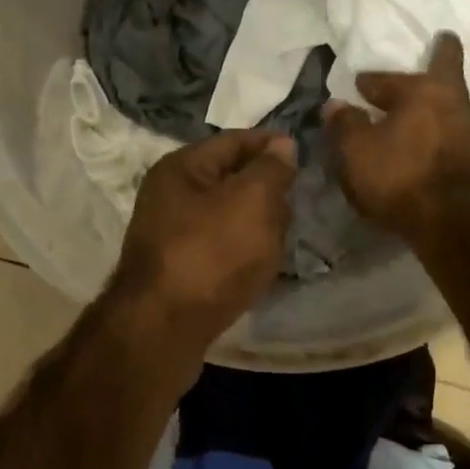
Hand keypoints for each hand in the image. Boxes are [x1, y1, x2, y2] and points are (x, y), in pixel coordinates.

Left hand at [108, 129, 296, 348]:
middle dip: (266, 188)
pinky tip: (260, 264)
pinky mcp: (178, 271)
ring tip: (283, 236)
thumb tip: (281, 146)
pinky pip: (219, 249)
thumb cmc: (212, 254)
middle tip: (297, 203)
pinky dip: (242, 251)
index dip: (271, 145)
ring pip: (226, 217)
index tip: (305, 156)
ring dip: (255, 223)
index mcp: (181, 167)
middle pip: (229, 179)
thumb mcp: (252, 201)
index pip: (235, 141)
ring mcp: (170, 236)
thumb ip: (271, 169)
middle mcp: (169, 196)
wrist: (164, 327)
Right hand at [324, 32, 469, 243]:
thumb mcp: (358, 152)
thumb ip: (344, 125)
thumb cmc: (402, 177)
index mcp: (424, 89)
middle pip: (443, 75)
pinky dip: (440, 135)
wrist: (457, 221)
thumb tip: (335, 104)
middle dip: (436, 62)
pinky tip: (428, 147)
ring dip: (434, 107)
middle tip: (435, 48)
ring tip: (417, 114)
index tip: (359, 84)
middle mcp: (455, 101)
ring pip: (450, 107)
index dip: (371, 81)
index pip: (390, 77)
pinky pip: (454, 136)